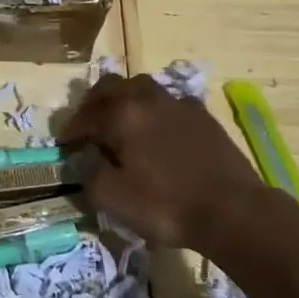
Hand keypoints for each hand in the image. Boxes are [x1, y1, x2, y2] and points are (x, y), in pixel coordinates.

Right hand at [63, 73, 272, 251]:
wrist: (234, 211)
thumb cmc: (168, 205)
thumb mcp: (114, 199)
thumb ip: (91, 175)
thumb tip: (89, 161)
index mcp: (122, 115)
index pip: (86, 115)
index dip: (71, 130)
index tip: (64, 144)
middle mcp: (147, 99)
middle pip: (112, 86)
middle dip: (94, 102)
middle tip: (88, 122)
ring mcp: (178, 104)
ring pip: (142, 88)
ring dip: (125, 100)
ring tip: (121, 120)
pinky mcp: (203, 116)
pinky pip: (169, 103)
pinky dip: (155, 111)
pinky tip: (158, 131)